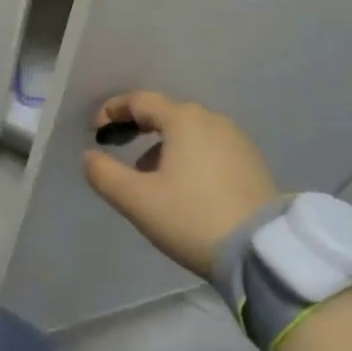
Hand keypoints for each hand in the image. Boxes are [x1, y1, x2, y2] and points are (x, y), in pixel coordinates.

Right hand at [83, 91, 278, 276]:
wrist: (260, 249)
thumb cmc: (191, 217)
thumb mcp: (137, 200)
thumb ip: (105, 174)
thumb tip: (90, 156)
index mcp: (183, 120)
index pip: (141, 101)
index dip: (113, 110)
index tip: (95, 128)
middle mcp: (212, 120)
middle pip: (167, 114)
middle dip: (138, 127)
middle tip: (118, 146)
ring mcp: (237, 140)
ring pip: (189, 133)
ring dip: (163, 146)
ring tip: (148, 177)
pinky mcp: (252, 162)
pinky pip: (209, 148)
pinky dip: (188, 157)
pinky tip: (182, 186)